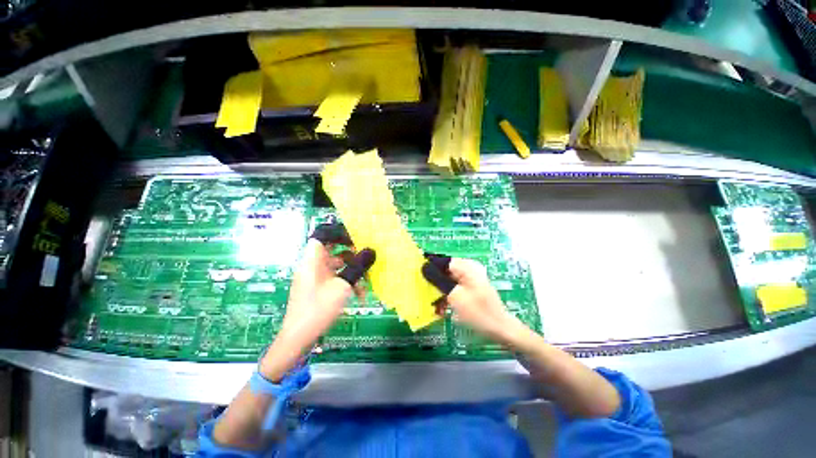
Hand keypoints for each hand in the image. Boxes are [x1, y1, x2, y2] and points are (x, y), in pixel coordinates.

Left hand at [260, 223, 373, 379]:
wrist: (298, 338)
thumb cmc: (318, 308)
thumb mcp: (343, 286)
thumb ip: (358, 266)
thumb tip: (372, 251)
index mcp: (312, 259)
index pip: (323, 235)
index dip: (339, 232)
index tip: (357, 237)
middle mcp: (312, 264)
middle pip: (333, 250)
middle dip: (352, 254)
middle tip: (366, 258)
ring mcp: (315, 276)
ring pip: (337, 265)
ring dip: (352, 271)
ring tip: (366, 283)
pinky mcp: (318, 287)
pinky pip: (334, 277)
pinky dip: (346, 282)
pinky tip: (358, 295)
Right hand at [422, 255, 522, 343]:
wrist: (501, 330)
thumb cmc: (479, 312)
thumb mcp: (454, 295)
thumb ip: (438, 280)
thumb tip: (423, 267)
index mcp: (466, 266)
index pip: (442, 260)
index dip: (428, 267)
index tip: (417, 276)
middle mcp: (468, 269)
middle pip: (444, 271)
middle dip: (433, 283)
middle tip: (424, 294)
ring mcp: (470, 279)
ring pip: (447, 281)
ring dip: (439, 293)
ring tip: (434, 307)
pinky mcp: (470, 289)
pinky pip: (454, 289)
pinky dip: (447, 297)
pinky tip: (442, 309)